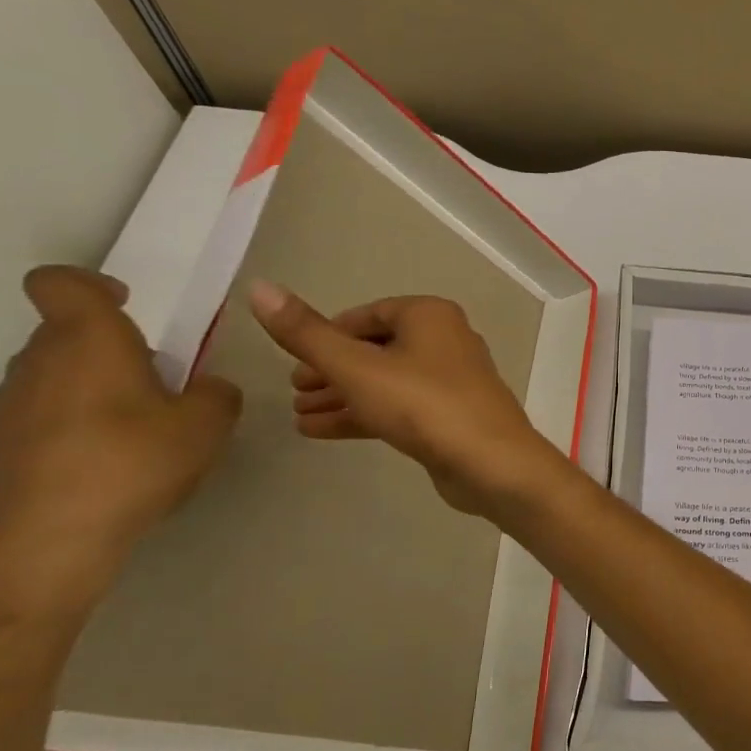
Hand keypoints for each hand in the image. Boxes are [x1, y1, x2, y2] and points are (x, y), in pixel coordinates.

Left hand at [0, 266, 240, 571]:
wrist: (49, 544)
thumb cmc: (133, 464)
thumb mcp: (208, 425)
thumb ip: (216, 394)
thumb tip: (205, 388)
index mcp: (87, 341)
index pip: (61, 283)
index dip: (91, 284)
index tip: (128, 305)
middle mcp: (37, 362)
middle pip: (66, 333)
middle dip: (111, 348)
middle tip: (158, 383)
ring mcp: (7, 407)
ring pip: (54, 376)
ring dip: (92, 389)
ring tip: (135, 432)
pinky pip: (41, 417)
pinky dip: (72, 426)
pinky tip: (105, 466)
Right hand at [247, 282, 568, 520]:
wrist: (491, 463)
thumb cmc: (423, 405)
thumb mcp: (356, 367)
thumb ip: (306, 333)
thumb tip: (259, 287)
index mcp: (430, 315)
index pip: (368, 314)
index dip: (327, 334)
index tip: (294, 357)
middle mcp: (446, 340)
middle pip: (377, 348)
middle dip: (332, 368)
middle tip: (294, 390)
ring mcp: (452, 381)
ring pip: (386, 381)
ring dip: (343, 395)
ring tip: (298, 414)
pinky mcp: (452, 416)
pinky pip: (400, 407)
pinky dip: (364, 414)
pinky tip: (321, 431)